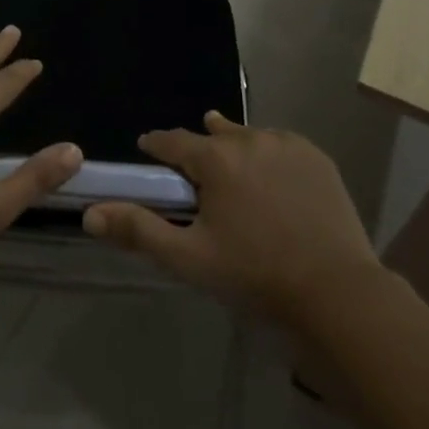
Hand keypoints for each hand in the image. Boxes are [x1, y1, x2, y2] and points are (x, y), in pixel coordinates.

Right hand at [82, 111, 380, 324]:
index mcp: (216, 159)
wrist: (338, 293)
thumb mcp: (190, 259)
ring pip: (248, 136)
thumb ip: (140, 230)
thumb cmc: (256, 275)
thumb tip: (91, 212)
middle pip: (213, 134)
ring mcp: (288, 145)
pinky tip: (270, 175)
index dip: (157, 145)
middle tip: (194, 169)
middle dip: (199, 147)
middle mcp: (249, 139)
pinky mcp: (317, 158)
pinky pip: (281, 145)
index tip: (147, 150)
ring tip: (231, 164)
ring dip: (234, 146)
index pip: (173, 141)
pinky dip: (269, 154)